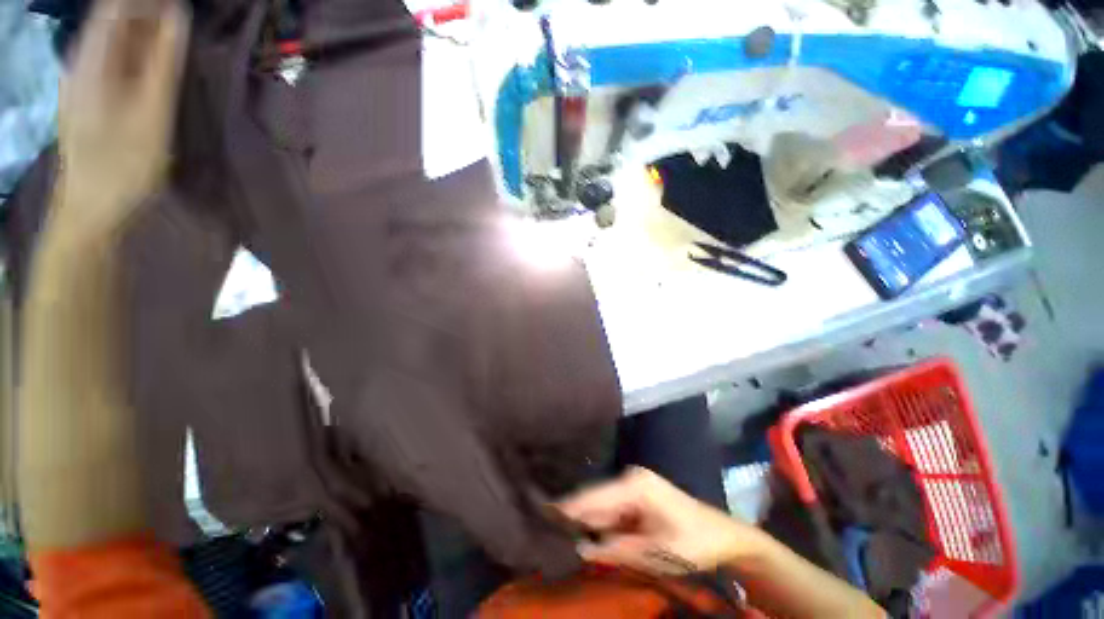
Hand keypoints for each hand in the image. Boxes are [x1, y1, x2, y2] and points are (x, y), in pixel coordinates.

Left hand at [56, 0, 189, 234]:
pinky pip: (111, 60)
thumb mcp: (152, 113)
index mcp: (91, 59)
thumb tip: (177, 15)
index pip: (115, 6)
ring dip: (142, 32)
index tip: (181, 3)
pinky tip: (152, 63)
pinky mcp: (87, 97)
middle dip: (147, 12)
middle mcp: (81, 61)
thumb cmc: (124, 164)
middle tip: (182, 20)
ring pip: (112, 39)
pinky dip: (134, 53)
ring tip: (174, 36)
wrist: (91, 209)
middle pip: (112, 20)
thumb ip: (164, 63)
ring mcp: (81, 80)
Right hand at [556, 467, 763, 574]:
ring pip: (602, 504)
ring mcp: (633, 485)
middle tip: (546, 524)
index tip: (543, 512)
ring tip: (557, 527)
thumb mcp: (657, 552)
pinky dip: (599, 522)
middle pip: (595, 498)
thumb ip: (618, 549)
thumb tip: (581, 548)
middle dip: (573, 514)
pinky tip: (584, 531)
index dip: (569, 507)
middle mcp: (630, 479)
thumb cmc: (694, 543)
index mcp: (635, 486)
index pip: (594, 497)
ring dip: (585, 519)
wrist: (723, 536)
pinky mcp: (636, 495)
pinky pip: (612, 509)